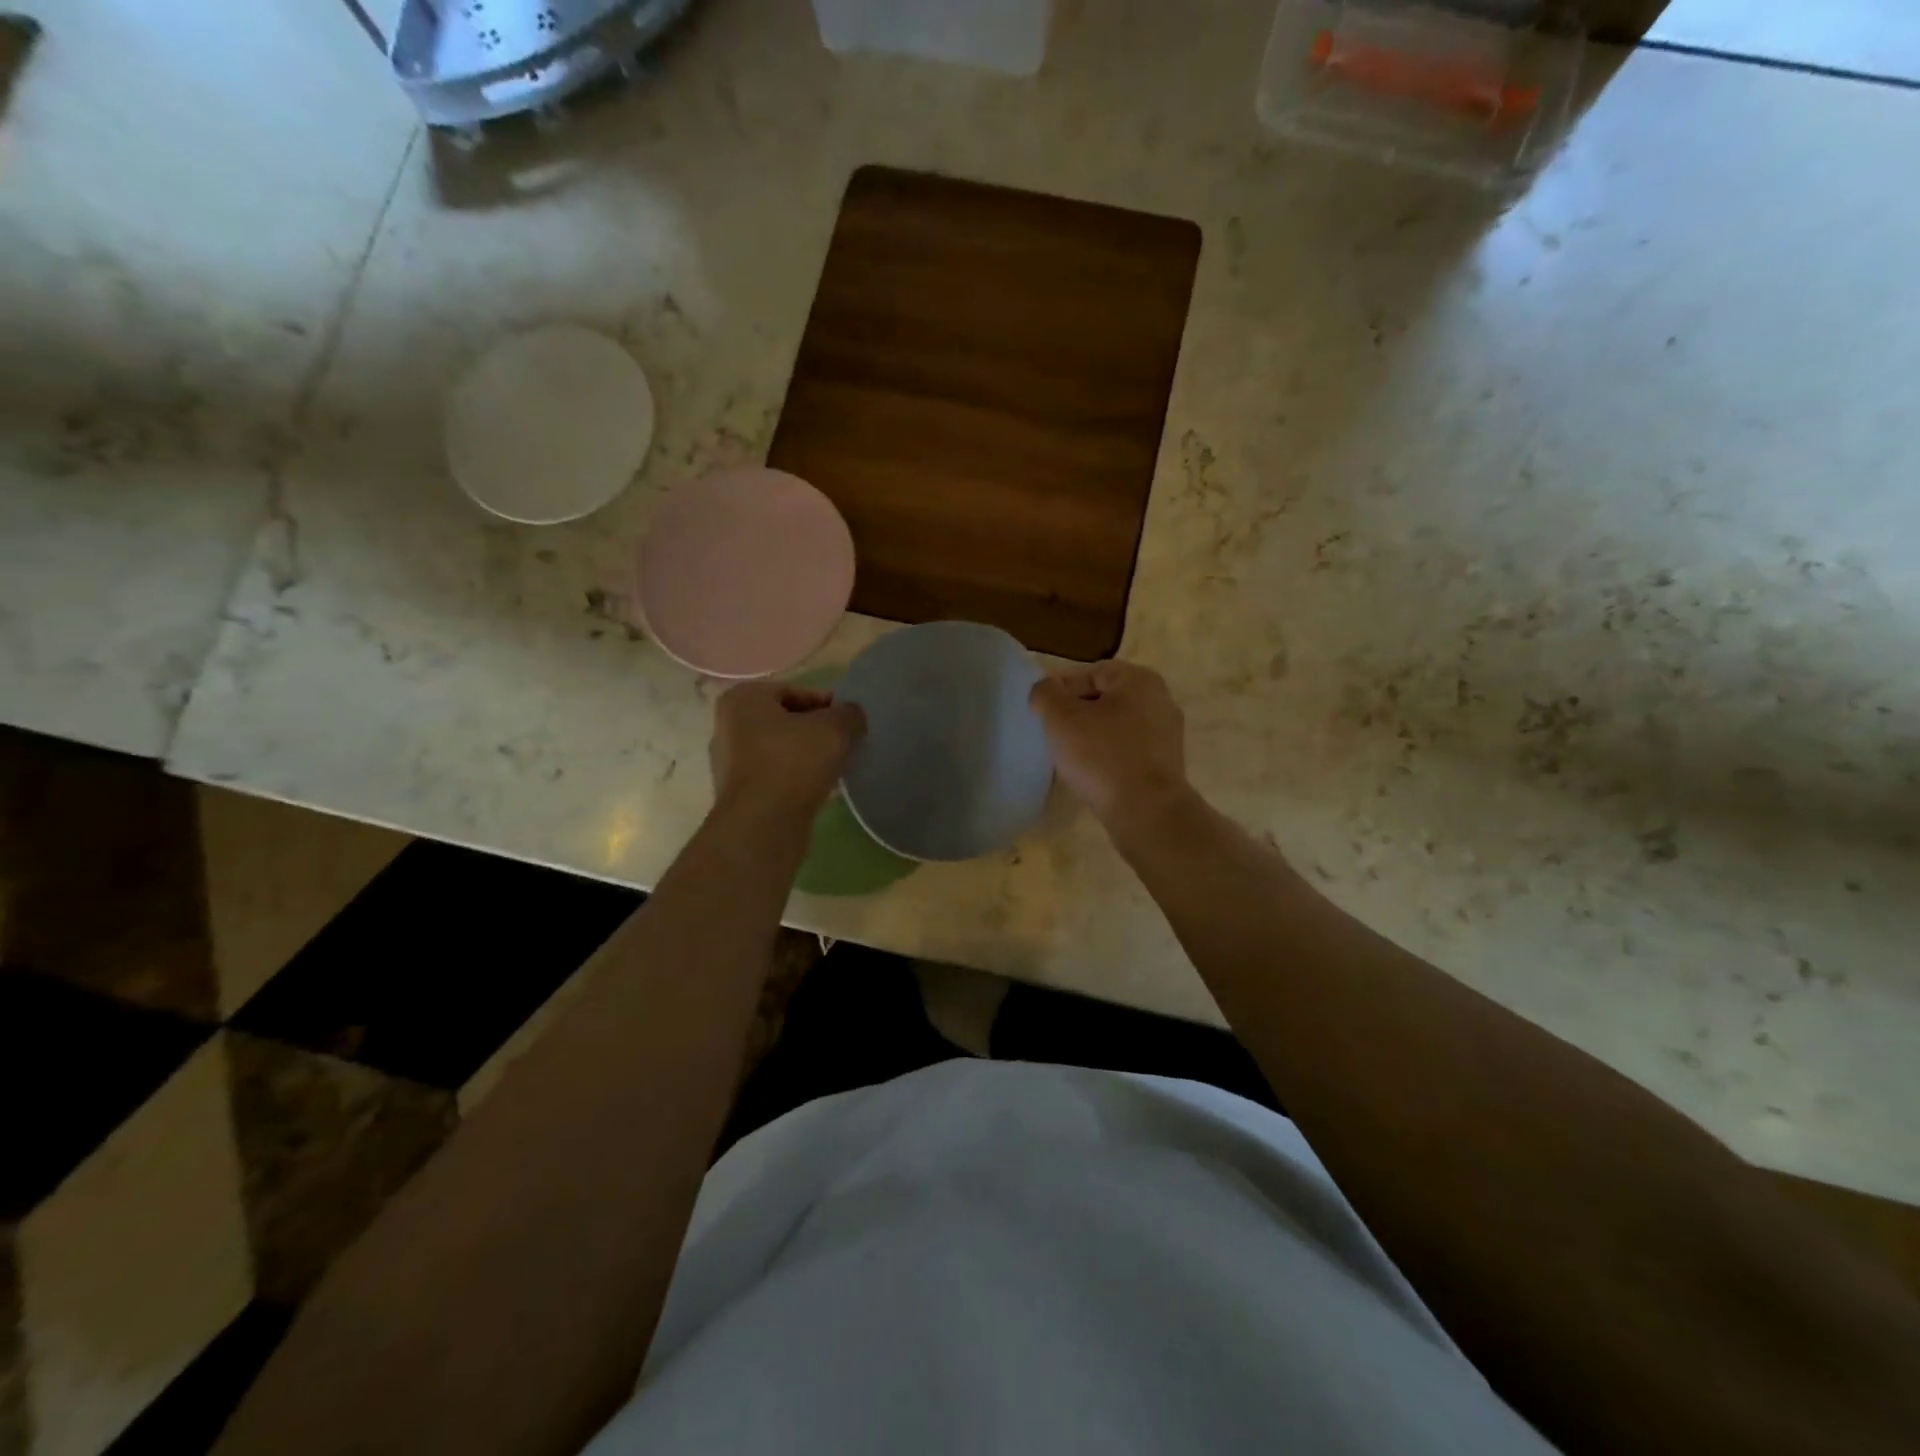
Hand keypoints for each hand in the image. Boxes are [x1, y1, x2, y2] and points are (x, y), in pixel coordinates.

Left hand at [709, 682, 865, 820]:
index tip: (851, 721)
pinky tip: (821, 789)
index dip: (828, 704)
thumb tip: (853, 715)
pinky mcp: (739, 794)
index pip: (796, 691)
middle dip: (817, 730)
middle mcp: (728, 726)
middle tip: (847, 742)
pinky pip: (776, 777)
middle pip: (786, 721)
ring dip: (809, 756)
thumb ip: (849, 714)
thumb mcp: (834, 728)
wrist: (763, 825)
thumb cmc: (793, 762)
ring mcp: (730, 763)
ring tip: (837, 767)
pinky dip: (798, 779)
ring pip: (781, 750)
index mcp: (743, 699)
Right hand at [1030, 661, 1190, 826]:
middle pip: (1104, 700)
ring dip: (1091, 738)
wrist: (1146, 812)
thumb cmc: (1102, 757)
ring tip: (1070, 759)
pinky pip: (1127, 751)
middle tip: (1054, 737)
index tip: (1043, 716)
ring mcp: (1167, 734)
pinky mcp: (1166, 764)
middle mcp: (1160, 700)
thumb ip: (1046, 694)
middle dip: (1076, 716)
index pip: (1089, 674)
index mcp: (1139, 680)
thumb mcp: (1061, 718)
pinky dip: (1108, 757)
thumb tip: (1045, 691)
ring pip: (1115, 727)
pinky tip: (1093, 775)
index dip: (1060, 692)